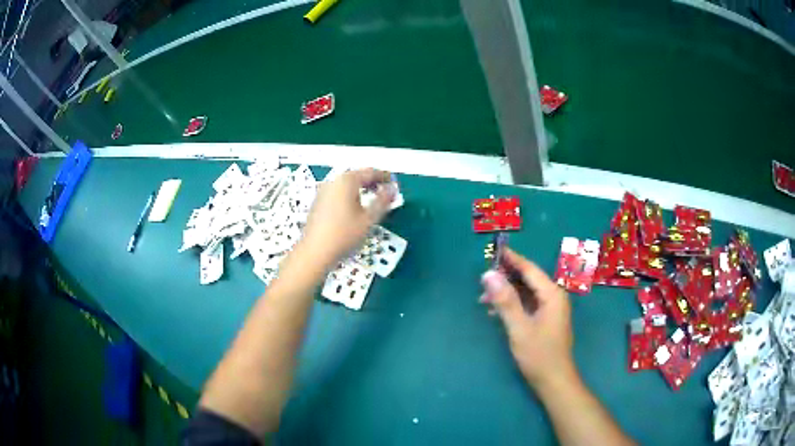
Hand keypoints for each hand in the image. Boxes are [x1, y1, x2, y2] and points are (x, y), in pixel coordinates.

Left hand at [301, 168, 395, 266]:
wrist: (315, 252)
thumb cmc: (344, 235)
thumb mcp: (368, 219)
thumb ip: (383, 201)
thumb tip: (392, 189)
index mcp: (347, 181)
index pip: (370, 172)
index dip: (384, 176)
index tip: (394, 182)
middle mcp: (334, 182)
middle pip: (357, 176)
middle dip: (372, 182)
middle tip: (385, 191)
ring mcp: (323, 191)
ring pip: (347, 185)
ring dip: (361, 189)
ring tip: (372, 200)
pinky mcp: (318, 203)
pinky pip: (338, 193)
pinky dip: (350, 196)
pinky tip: (354, 209)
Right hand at [480, 248, 576, 389]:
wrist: (554, 380)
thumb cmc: (539, 355)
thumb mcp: (519, 328)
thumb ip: (505, 301)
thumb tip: (488, 274)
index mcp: (552, 294)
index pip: (529, 269)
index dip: (511, 259)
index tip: (493, 251)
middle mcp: (553, 297)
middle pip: (528, 279)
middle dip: (505, 278)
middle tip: (482, 280)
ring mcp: (550, 308)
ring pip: (526, 292)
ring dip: (506, 293)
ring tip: (483, 298)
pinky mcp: (545, 319)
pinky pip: (527, 304)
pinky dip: (512, 304)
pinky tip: (495, 311)